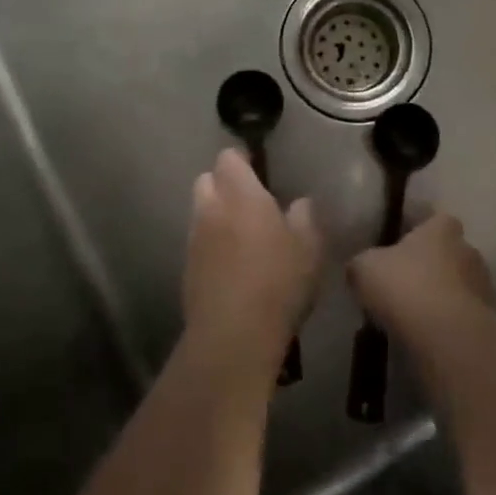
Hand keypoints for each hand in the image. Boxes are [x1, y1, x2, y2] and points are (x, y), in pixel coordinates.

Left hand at [184, 149, 322, 364]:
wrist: (233, 336)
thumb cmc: (278, 282)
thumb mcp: (309, 247)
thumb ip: (305, 216)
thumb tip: (300, 202)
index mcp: (240, 194)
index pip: (228, 158)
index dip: (242, 160)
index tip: (259, 170)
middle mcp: (211, 208)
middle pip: (207, 179)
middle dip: (223, 184)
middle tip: (249, 201)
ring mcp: (194, 239)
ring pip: (200, 211)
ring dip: (215, 214)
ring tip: (241, 234)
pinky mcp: (186, 268)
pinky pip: (197, 241)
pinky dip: (211, 243)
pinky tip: (231, 264)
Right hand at [348, 213, 493, 344]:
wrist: (447, 336)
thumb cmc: (405, 286)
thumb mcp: (365, 268)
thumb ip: (362, 263)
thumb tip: (359, 268)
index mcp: (441, 228)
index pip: (434, 219)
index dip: (418, 232)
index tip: (401, 246)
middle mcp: (468, 249)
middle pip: (449, 253)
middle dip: (431, 266)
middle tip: (405, 284)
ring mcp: (483, 286)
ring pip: (459, 285)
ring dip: (443, 296)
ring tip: (416, 316)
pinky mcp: (489, 321)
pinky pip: (464, 316)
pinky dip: (450, 323)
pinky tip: (429, 337)